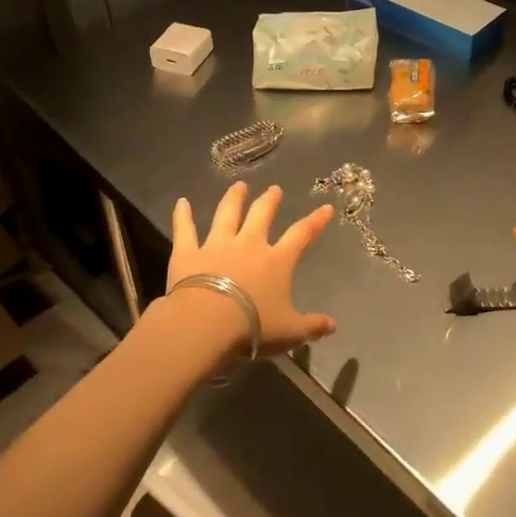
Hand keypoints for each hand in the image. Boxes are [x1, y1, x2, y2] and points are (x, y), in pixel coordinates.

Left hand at [169, 182, 336, 355]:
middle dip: (270, 200)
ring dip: (233, 198)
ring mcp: (217, 245)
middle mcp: (249, 244)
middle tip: (274, 189)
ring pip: (227, 214)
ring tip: (238, 186)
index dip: (315, 221)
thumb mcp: (290, 331)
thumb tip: (334, 325)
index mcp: (277, 260)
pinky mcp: (188, 252)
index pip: (301, 235)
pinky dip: (182, 215)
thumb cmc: (253, 327)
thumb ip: (312, 326)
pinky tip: (181, 202)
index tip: (326, 207)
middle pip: (262, 214)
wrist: (206, 324)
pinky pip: (185, 229)